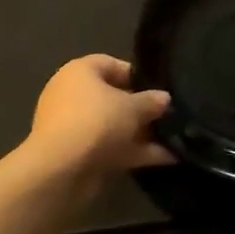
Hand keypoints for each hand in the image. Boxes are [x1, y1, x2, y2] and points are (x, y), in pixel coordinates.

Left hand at [24, 55, 173, 177]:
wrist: (60, 169)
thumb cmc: (96, 121)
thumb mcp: (131, 107)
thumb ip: (151, 101)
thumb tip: (164, 98)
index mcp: (80, 72)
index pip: (111, 64)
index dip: (137, 75)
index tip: (159, 88)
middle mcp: (73, 94)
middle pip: (113, 97)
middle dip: (141, 109)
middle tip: (169, 116)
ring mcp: (74, 126)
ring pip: (113, 125)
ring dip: (141, 133)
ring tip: (174, 140)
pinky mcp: (78, 154)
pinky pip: (110, 147)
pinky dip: (134, 152)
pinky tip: (167, 159)